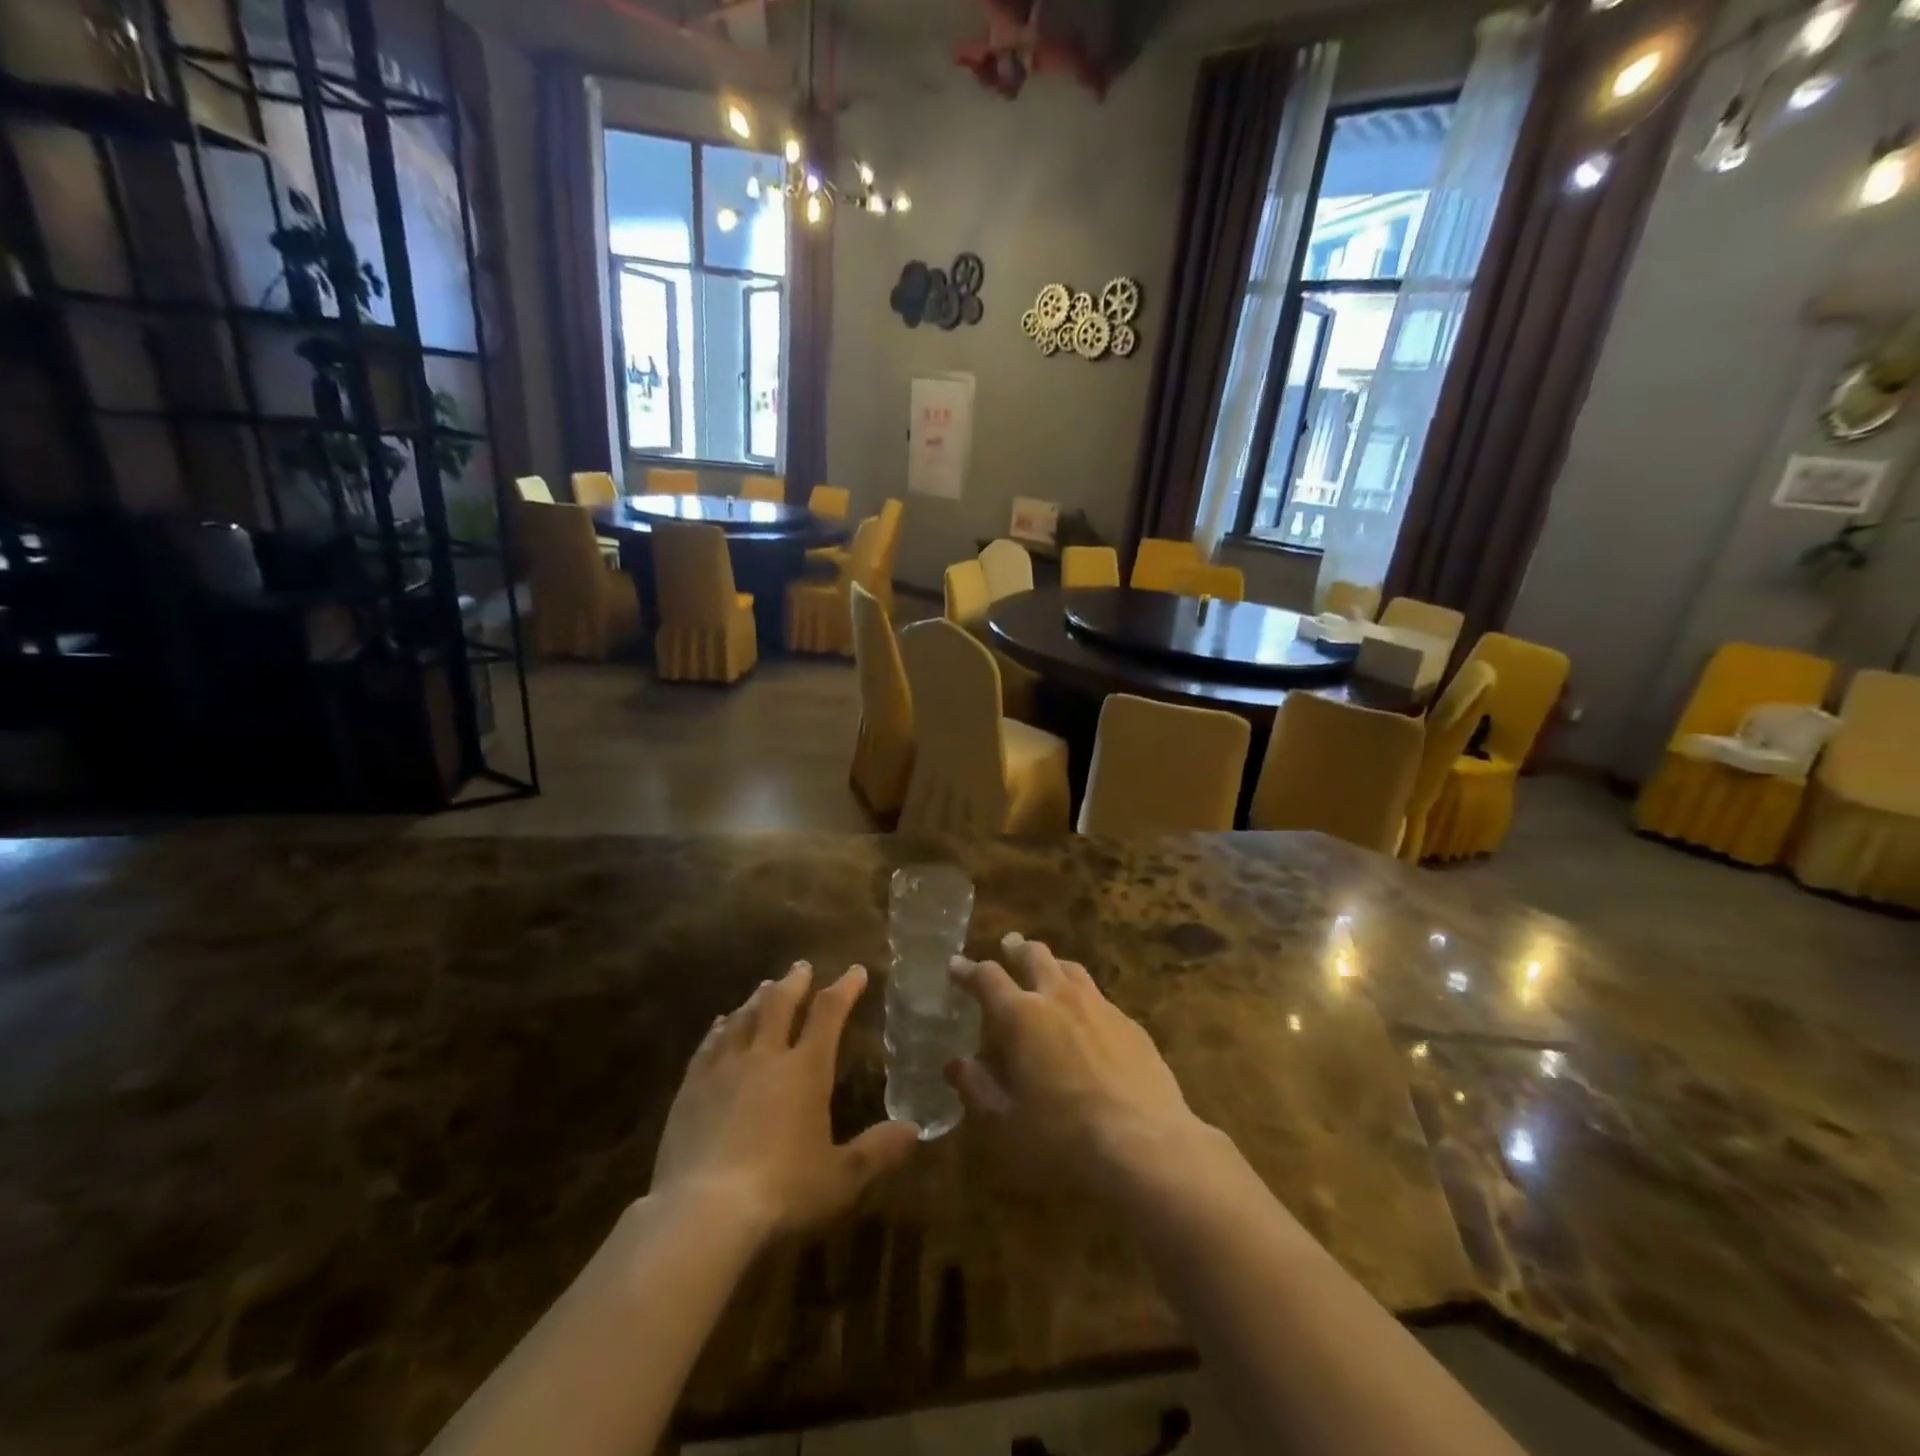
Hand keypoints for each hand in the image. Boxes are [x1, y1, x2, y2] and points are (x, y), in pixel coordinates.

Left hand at [652, 962, 919, 1239]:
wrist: (704, 1214)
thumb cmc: (782, 1192)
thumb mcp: (841, 1179)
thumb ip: (877, 1151)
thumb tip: (914, 1130)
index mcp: (805, 1070)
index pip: (829, 1014)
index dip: (844, 988)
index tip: (855, 970)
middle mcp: (765, 1057)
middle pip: (780, 1004)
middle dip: (794, 982)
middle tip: (802, 966)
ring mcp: (723, 1069)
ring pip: (743, 1018)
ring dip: (758, 998)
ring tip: (766, 986)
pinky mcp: (691, 1088)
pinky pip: (708, 1045)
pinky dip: (720, 1028)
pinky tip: (720, 1023)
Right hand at [946, 935, 1205, 1186]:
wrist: (1146, 1145)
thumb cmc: (1063, 1138)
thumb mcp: (1007, 1122)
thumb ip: (978, 1088)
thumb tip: (956, 1064)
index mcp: (1021, 1017)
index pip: (987, 978)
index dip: (968, 970)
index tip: (956, 964)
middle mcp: (1058, 998)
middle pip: (1034, 955)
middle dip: (1016, 949)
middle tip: (1008, 946)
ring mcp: (1099, 1006)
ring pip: (1070, 968)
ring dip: (1052, 964)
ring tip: (1047, 969)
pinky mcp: (1130, 1023)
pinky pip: (1099, 997)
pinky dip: (1083, 996)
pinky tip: (1087, 1016)